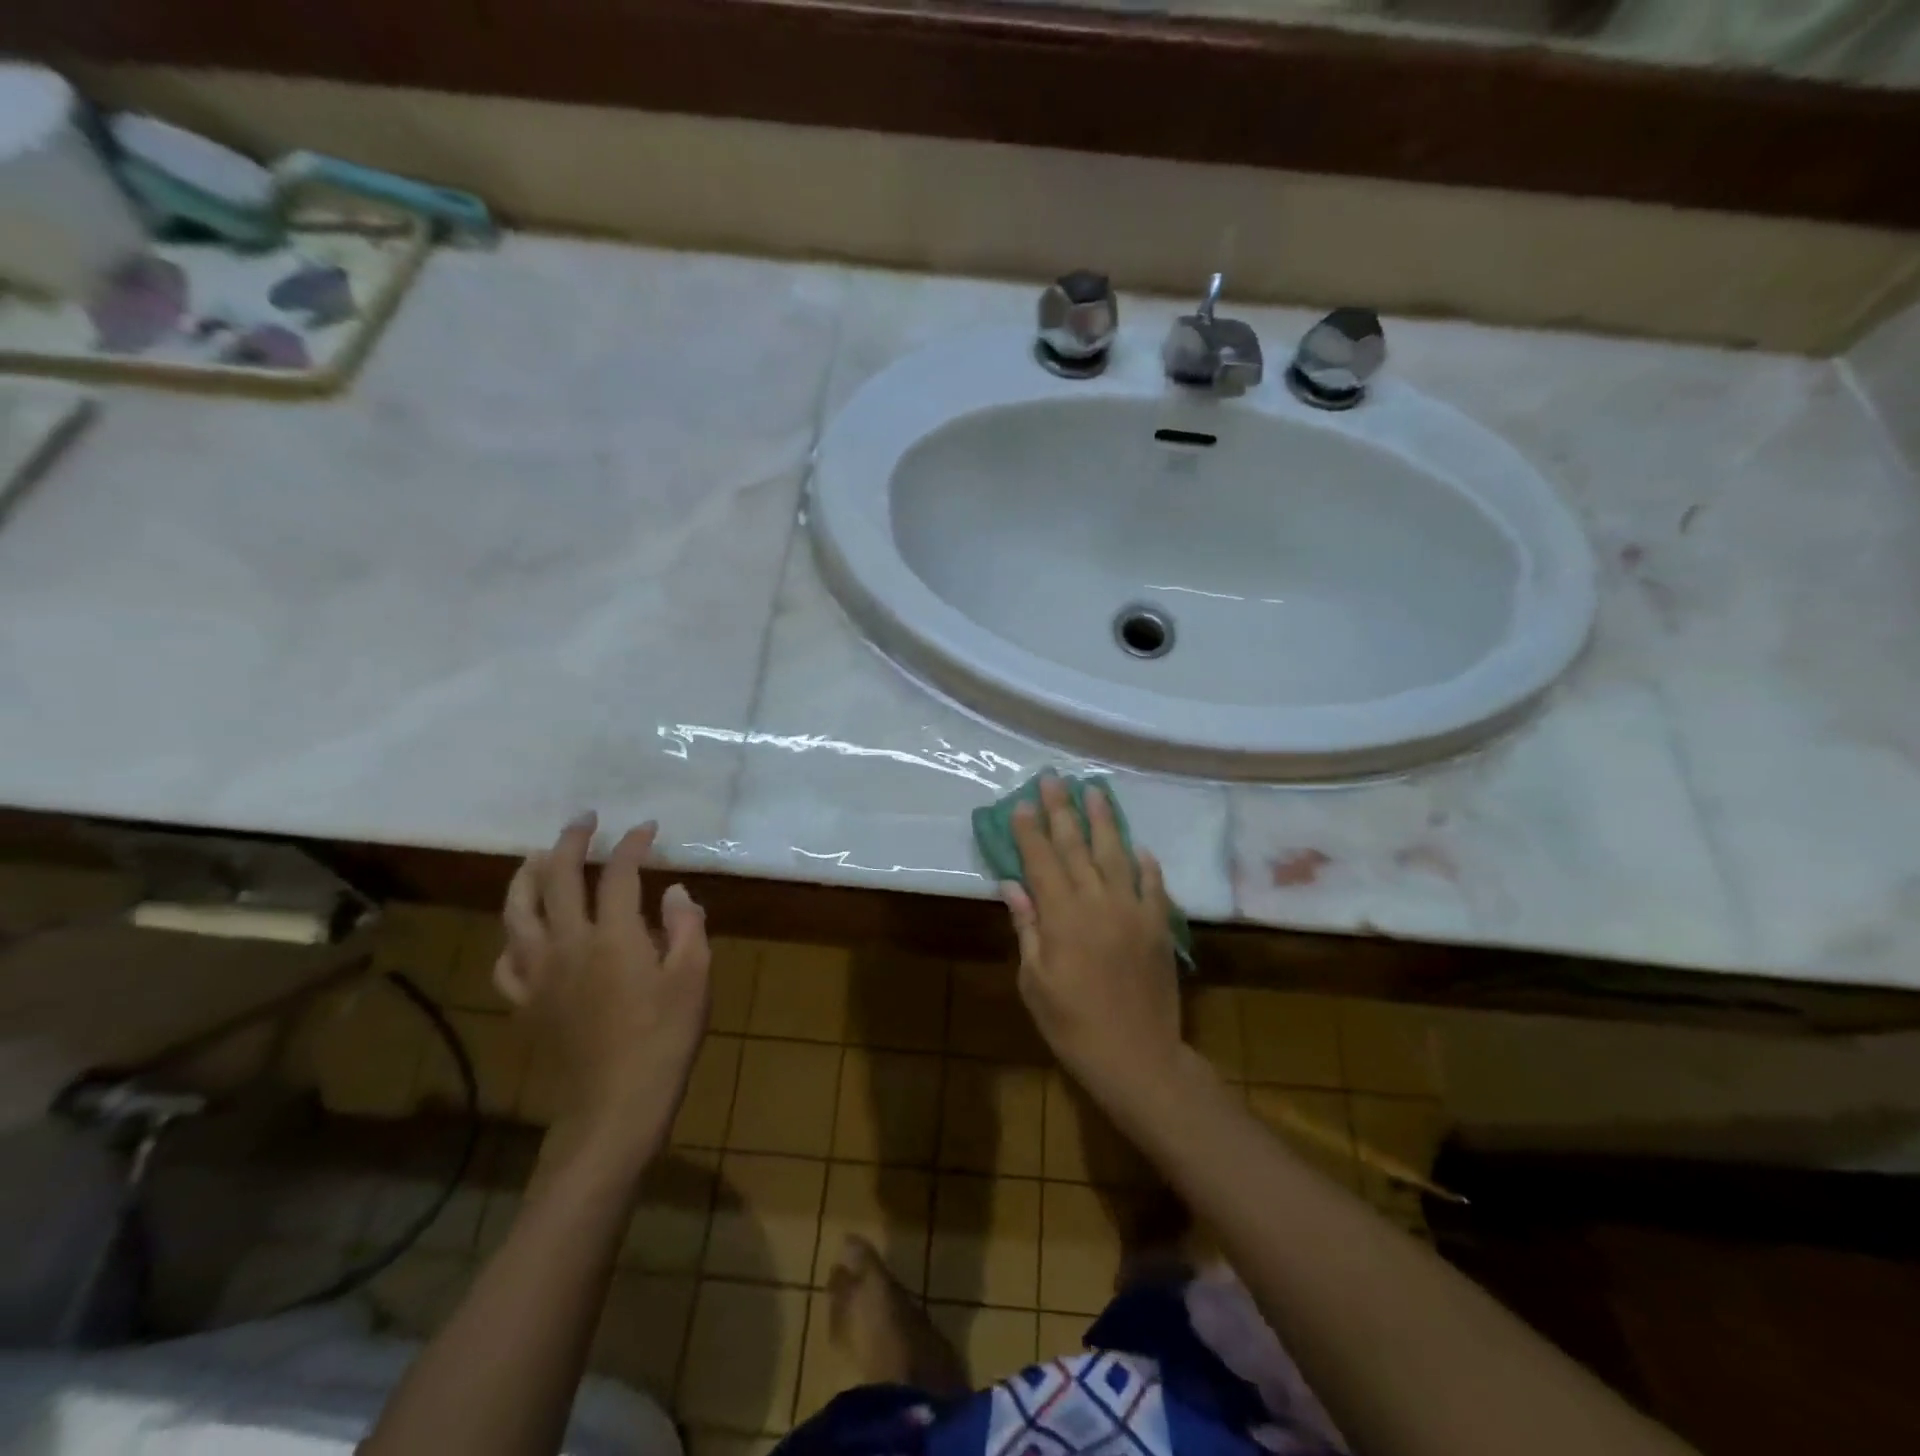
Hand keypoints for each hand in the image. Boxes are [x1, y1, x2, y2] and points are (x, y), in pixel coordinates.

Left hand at [496, 813, 710, 1174]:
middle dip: (571, 841)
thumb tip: (674, 891)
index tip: (646, 828)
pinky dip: (513, 937)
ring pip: (517, 912)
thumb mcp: (694, 977)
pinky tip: (523, 933)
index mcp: (613, 935)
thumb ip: (685, 926)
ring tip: (537, 857)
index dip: (632, 844)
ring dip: (526, 876)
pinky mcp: (525, 1003)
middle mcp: (567, 944)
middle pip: (556, 878)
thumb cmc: (665, 1038)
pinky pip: (507, 961)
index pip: (618, 872)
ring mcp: (539, 974)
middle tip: (584, 821)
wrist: (615, 1105)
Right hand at [1002, 775, 1180, 1098]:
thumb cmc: (1072, 1025)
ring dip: (1104, 821)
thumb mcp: (1035, 981)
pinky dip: (1145, 863)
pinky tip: (1139, 847)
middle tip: (1055, 778)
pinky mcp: (1159, 925)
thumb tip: (1012, 885)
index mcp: (1062, 916)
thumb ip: (1027, 927)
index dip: (1030, 830)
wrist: (1137, 1057)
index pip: (1042, 860)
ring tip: (1096, 791)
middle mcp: (1098, 901)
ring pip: (1116, 854)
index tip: (1021, 802)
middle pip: (1077, 846)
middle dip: (1062, 810)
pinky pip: (1153, 884)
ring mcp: (1133, 910)